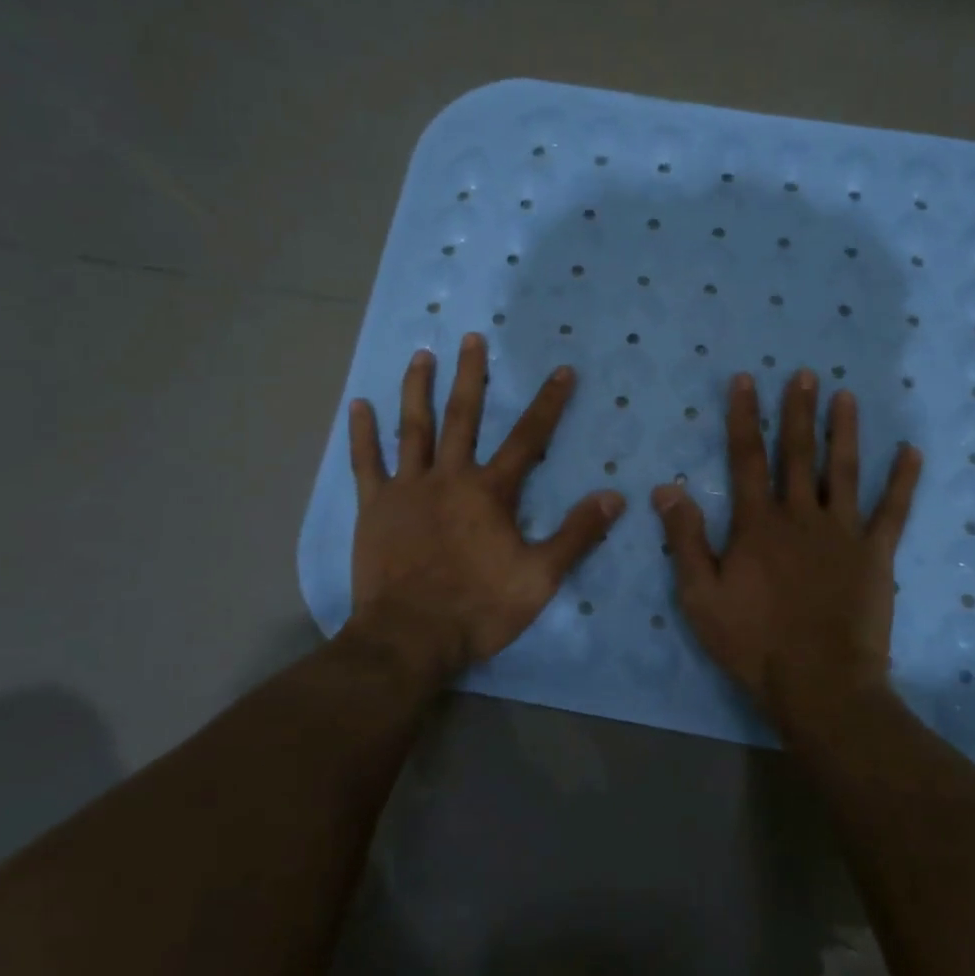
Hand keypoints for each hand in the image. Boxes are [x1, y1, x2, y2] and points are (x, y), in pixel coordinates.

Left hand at [343, 332, 625, 682]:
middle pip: (463, 417)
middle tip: (471, 338)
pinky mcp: (374, 507)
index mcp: (490, 492)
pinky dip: (362, 433)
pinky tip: (359, 405)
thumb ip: (577, 534)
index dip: (548, 403)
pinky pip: (366, 463)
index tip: (562, 370)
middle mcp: (449, 477)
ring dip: (418, 389)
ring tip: (422, 355)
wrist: (410, 638)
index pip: (528, 438)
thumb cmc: (479, 608)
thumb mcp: (540, 577)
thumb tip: (615, 497)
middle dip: (471, 376)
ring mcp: (407, 489)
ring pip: (413, 428)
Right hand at [652, 370, 920, 724]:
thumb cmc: (753, 642)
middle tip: (805, 374)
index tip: (746, 380)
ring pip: (845, 471)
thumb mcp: (700, 596)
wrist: (819, 684)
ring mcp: (843, 533)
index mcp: (757, 524)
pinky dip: (903, 480)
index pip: (747, 458)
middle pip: (798, 454)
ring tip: (846, 395)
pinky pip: (893, 511)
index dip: (745, 417)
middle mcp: (801, 516)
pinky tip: (911, 451)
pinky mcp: (876, 556)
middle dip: (799, 411)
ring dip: (844, 431)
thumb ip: (684, 539)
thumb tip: (666, 487)